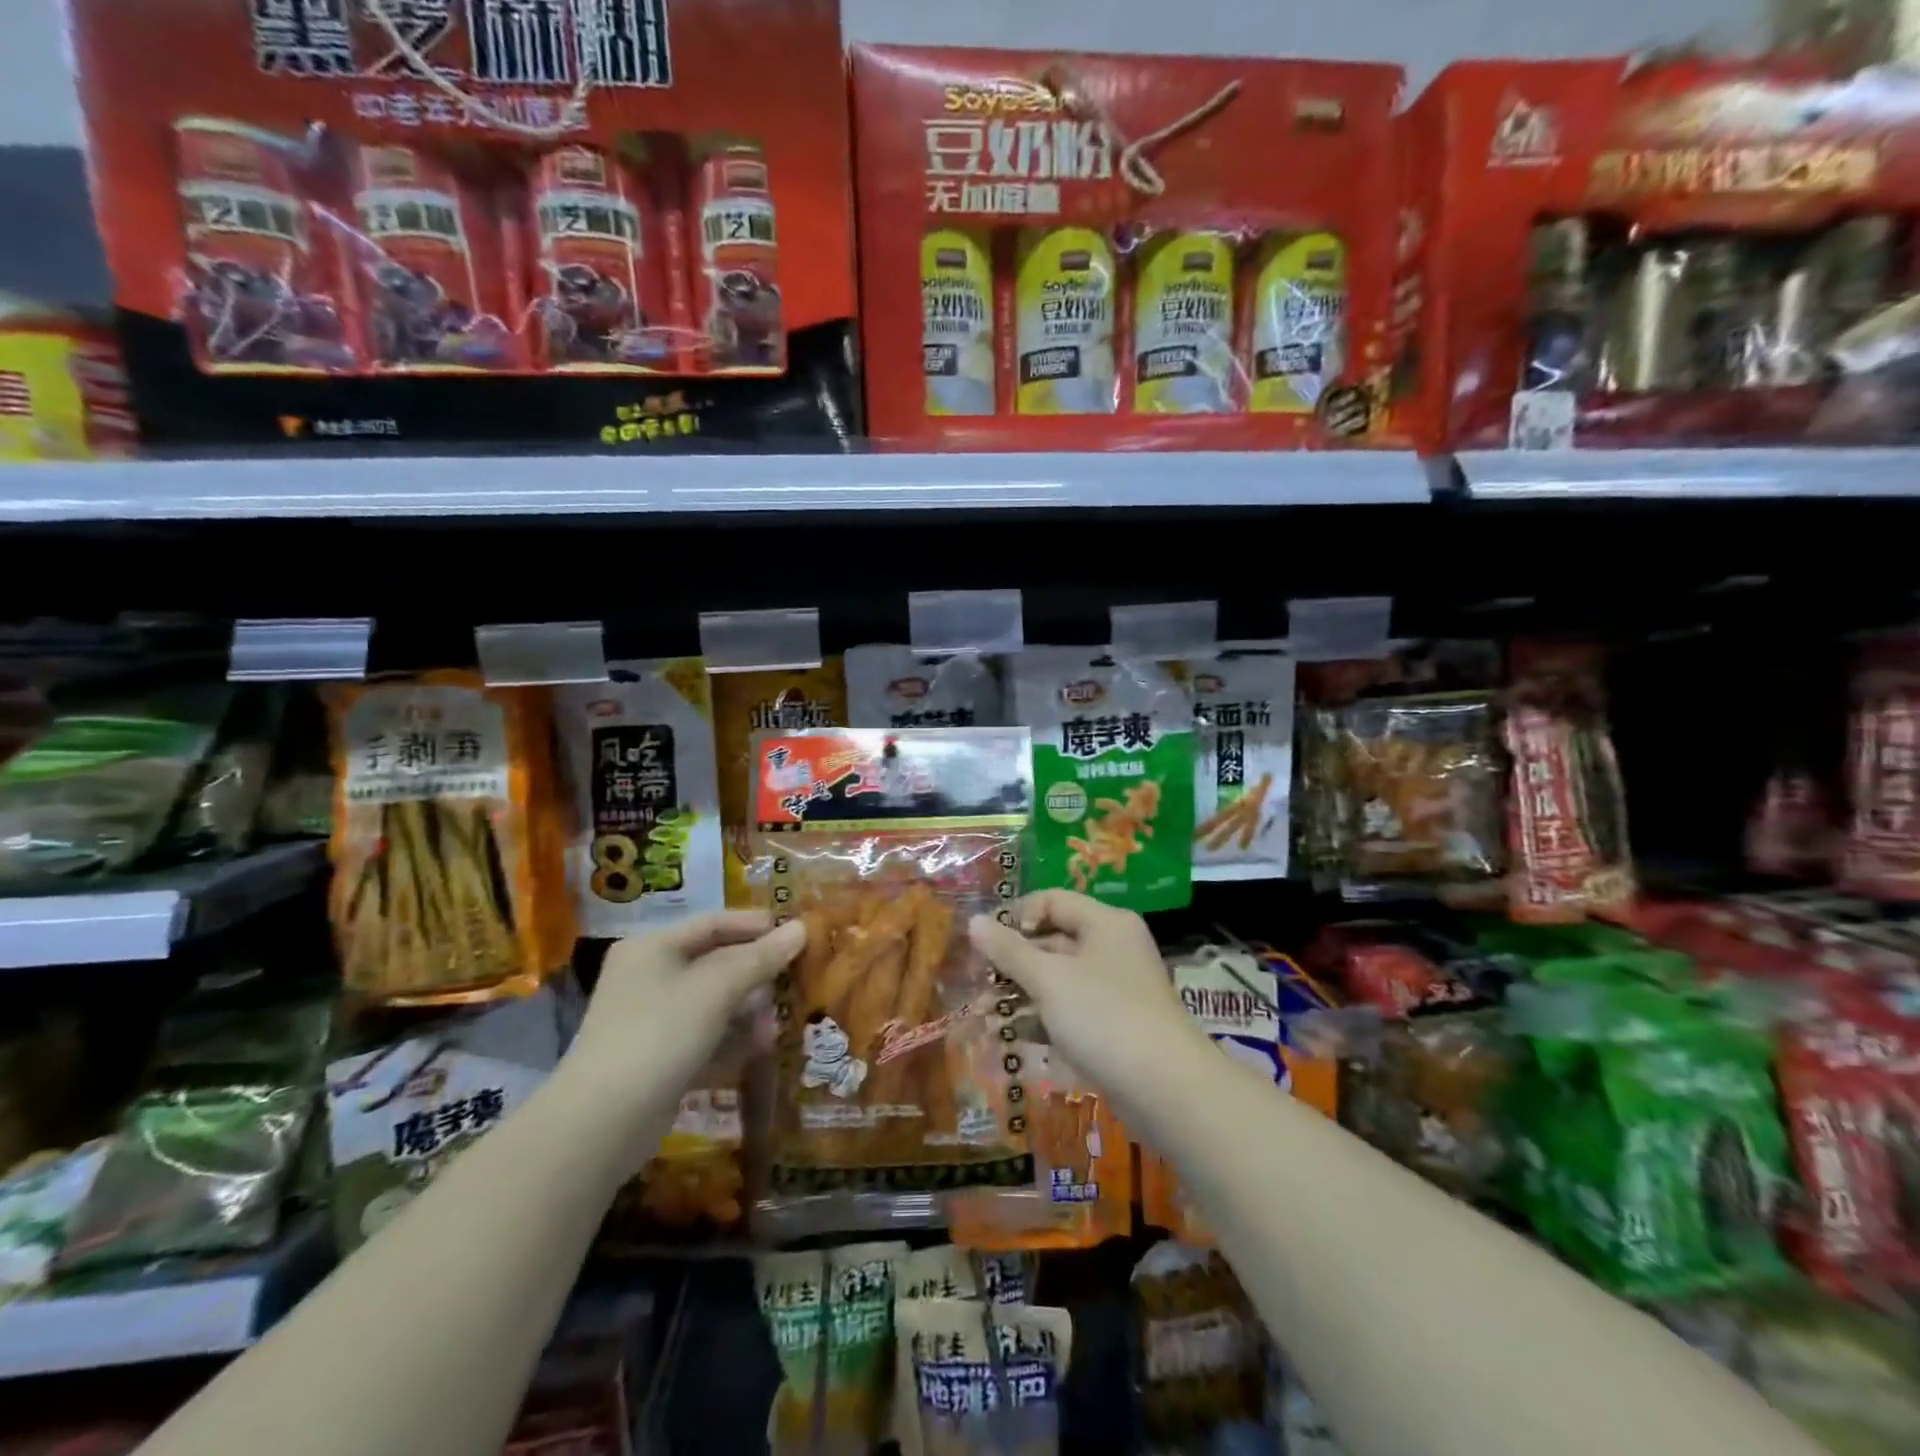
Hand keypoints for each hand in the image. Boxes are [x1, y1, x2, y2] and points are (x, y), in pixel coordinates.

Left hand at [565, 911, 804, 1110]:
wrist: (601, 1123)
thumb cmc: (660, 1034)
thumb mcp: (715, 989)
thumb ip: (760, 958)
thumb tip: (801, 928)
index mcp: (653, 948)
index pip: (712, 922)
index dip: (754, 925)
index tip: (795, 932)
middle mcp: (649, 977)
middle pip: (713, 962)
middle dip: (756, 971)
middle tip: (795, 976)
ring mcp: (651, 1020)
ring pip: (712, 1002)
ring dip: (748, 1008)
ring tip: (781, 1019)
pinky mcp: (657, 1059)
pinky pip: (704, 1036)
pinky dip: (731, 1039)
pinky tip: (761, 1047)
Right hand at [968, 890, 1209, 1115]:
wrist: (1167, 1089)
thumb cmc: (1104, 1017)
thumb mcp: (1049, 979)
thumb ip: (1009, 951)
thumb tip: (974, 921)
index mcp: (1104, 923)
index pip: (1052, 900)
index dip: (1017, 916)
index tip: (989, 945)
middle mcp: (1112, 948)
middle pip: (1054, 939)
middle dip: (1014, 961)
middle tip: (979, 983)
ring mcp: (1116, 989)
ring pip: (1059, 979)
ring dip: (1023, 992)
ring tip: (986, 1014)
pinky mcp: (1114, 1026)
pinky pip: (1071, 1010)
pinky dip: (1043, 1018)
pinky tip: (1013, 1035)